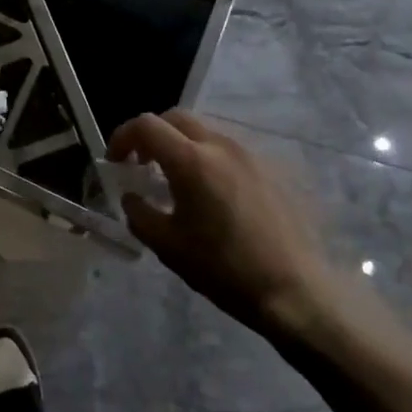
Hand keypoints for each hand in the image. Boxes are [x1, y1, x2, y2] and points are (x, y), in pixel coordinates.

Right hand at [109, 110, 345, 338]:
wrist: (295, 291)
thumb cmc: (224, 269)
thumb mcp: (168, 246)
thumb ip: (139, 213)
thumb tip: (131, 196)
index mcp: (191, 160)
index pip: (146, 125)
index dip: (123, 137)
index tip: (116, 162)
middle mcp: (220, 146)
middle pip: (176, 119)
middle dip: (152, 135)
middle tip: (142, 165)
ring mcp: (249, 155)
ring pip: (204, 133)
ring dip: (181, 146)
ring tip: (176, 182)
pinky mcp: (270, 170)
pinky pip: (228, 151)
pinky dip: (208, 159)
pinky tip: (212, 196)